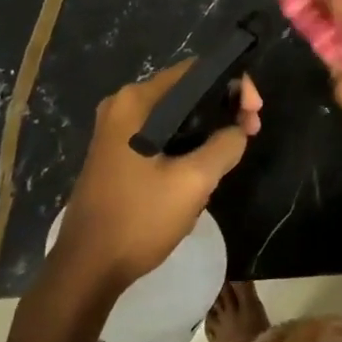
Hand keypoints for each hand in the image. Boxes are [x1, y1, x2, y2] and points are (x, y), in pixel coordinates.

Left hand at [54, 62, 261, 290]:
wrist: (86, 269)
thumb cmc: (138, 219)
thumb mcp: (194, 181)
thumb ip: (225, 145)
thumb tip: (238, 130)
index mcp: (136, 101)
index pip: (196, 71)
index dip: (233, 85)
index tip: (254, 114)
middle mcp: (122, 106)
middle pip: (186, 92)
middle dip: (222, 108)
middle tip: (250, 133)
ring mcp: (115, 131)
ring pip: (176, 116)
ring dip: (207, 130)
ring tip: (230, 155)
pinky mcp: (116, 154)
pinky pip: (161, 135)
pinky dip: (186, 144)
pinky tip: (202, 169)